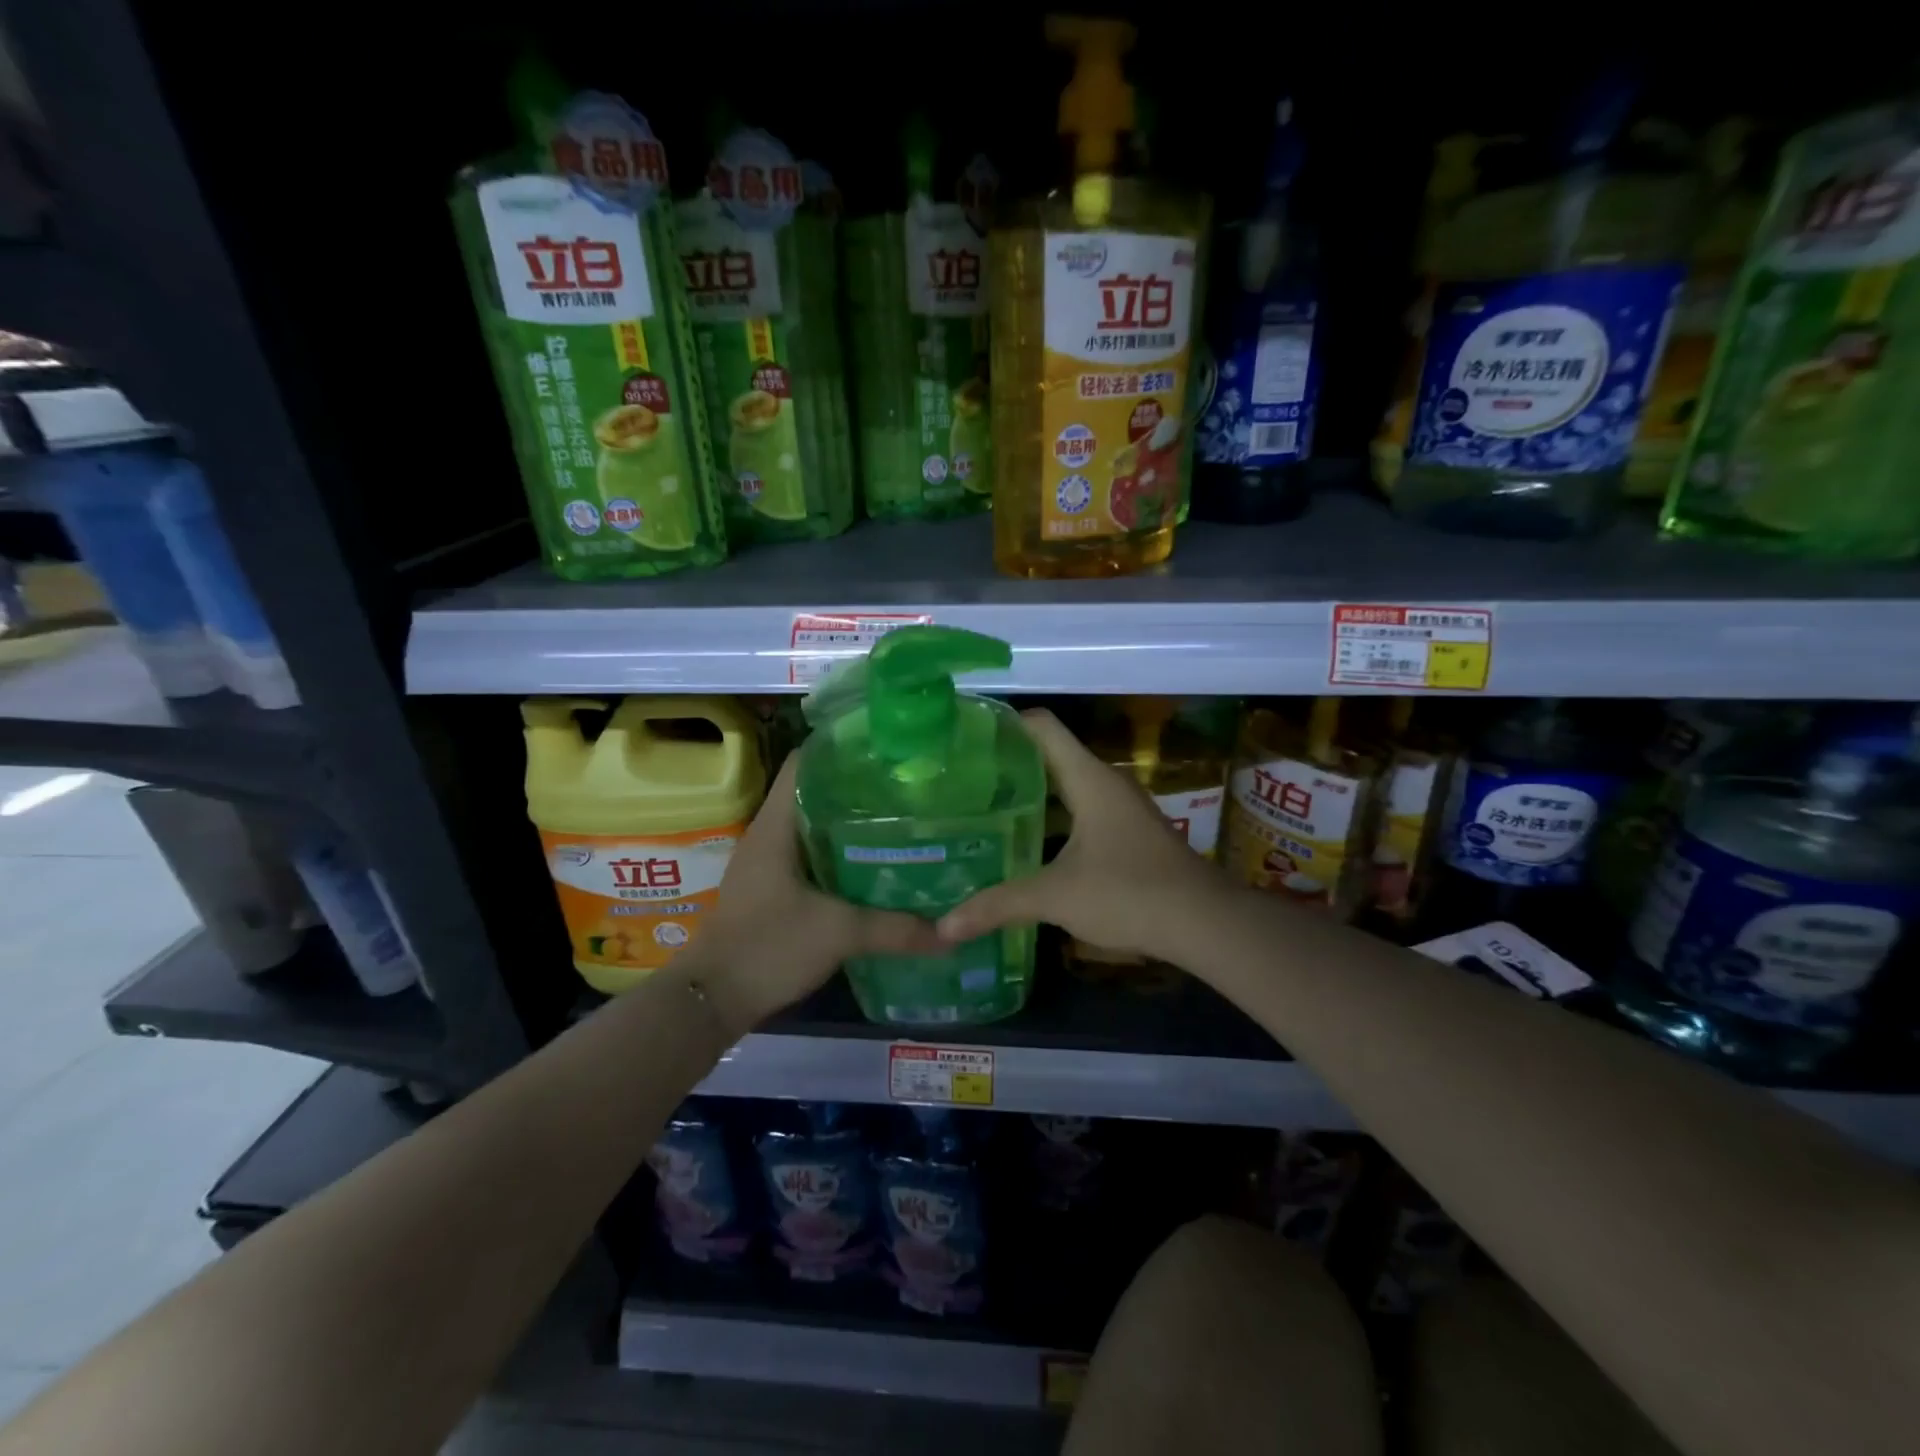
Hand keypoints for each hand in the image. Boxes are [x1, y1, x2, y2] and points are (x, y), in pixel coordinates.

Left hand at [688, 754, 945, 1035]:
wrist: (710, 1001)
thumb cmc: (767, 948)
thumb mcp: (838, 933)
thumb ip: (897, 929)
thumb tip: (953, 932)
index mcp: (777, 824)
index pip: (806, 761)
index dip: (843, 746)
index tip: (888, 749)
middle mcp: (771, 834)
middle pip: (817, 791)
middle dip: (861, 786)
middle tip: (910, 787)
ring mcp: (770, 863)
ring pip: (816, 826)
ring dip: (853, 823)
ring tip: (902, 820)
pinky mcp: (774, 889)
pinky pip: (813, 857)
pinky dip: (843, 855)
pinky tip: (877, 866)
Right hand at [935, 709, 1232, 963]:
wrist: (1205, 923)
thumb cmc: (1129, 892)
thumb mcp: (1056, 897)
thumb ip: (998, 905)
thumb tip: (945, 927)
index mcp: (1088, 778)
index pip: (1041, 726)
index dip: (1003, 724)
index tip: (964, 739)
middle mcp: (1105, 784)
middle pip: (1048, 756)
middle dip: (1006, 767)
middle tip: (960, 782)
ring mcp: (1119, 810)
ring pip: (1065, 789)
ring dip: (1028, 798)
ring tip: (982, 812)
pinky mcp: (1127, 836)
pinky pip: (1079, 814)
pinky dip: (1050, 823)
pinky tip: (1024, 848)